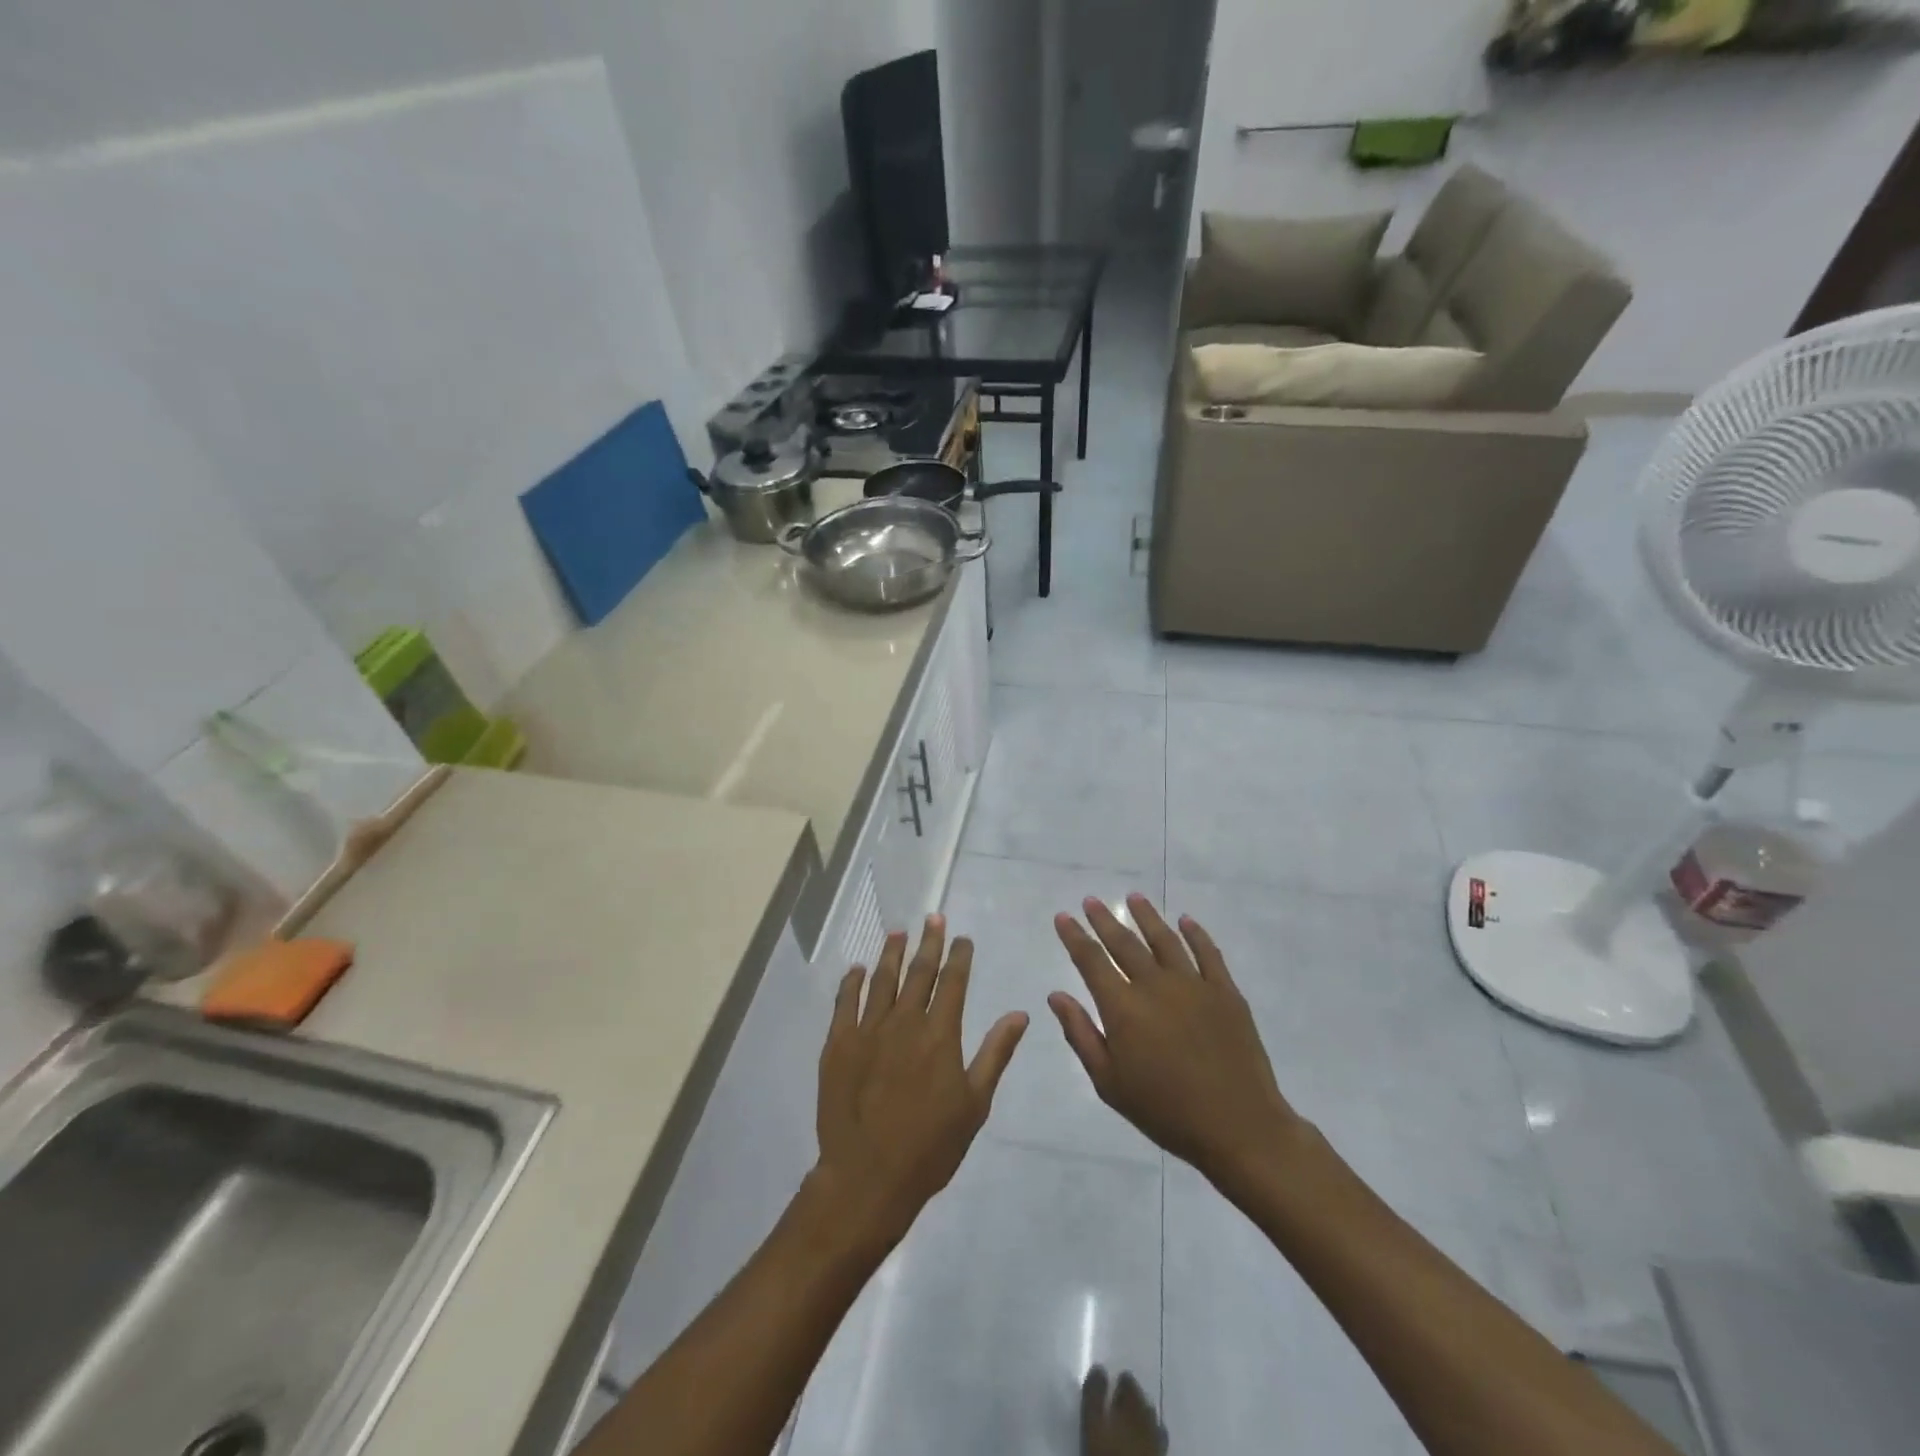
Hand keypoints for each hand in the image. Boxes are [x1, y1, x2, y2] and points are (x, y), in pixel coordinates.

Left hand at [815, 916, 1027, 1252]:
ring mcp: (868, 1030)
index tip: (962, 937)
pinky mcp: (838, 1044)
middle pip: (919, 972)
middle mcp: (904, 1022)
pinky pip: (845, 1002)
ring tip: (898, 932)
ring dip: (891, 953)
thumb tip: (1019, 1014)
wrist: (868, 1177)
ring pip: (882, 980)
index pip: (953, 982)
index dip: (959, 956)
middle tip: (933, 917)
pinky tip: (856, 969)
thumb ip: (995, 1053)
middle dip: (929, 942)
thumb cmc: (930, 1146)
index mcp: (940, 1035)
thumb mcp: (974, 1103)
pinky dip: (851, 982)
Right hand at [1050, 894, 1303, 1189]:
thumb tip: (1056, 995)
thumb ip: (1081, 1034)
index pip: (1091, 961)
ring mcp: (1193, 984)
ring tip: (1133, 898)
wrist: (1238, 1126)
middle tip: (1091, 900)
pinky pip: (1207, 953)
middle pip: (1125, 942)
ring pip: (1164, 939)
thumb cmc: (1165, 1111)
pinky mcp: (1225, 992)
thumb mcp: (1109, 1082)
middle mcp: (1155, 985)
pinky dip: (1195, 933)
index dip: (1075, 937)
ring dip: (1146, 916)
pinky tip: (1185, 921)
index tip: (1063, 917)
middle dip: (1104, 919)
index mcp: (1123, 1008)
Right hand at [1082, 1367, 1167, 1455]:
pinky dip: (1152, 1435)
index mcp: (1131, 1404)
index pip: (1129, 1384)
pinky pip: (1158, 1440)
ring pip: (1152, 1420)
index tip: (1116, 1379)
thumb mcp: (1093, 1422)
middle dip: (1135, 1397)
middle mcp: (1148, 1418)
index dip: (1123, 1381)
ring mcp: (1157, 1442)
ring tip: (1134, 1418)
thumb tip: (1099, 1368)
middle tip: (1123, 1397)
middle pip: (1142, 1401)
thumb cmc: (1108, 1454)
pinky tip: (1145, 1441)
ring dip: (1144, 1415)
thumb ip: (1094, 1394)